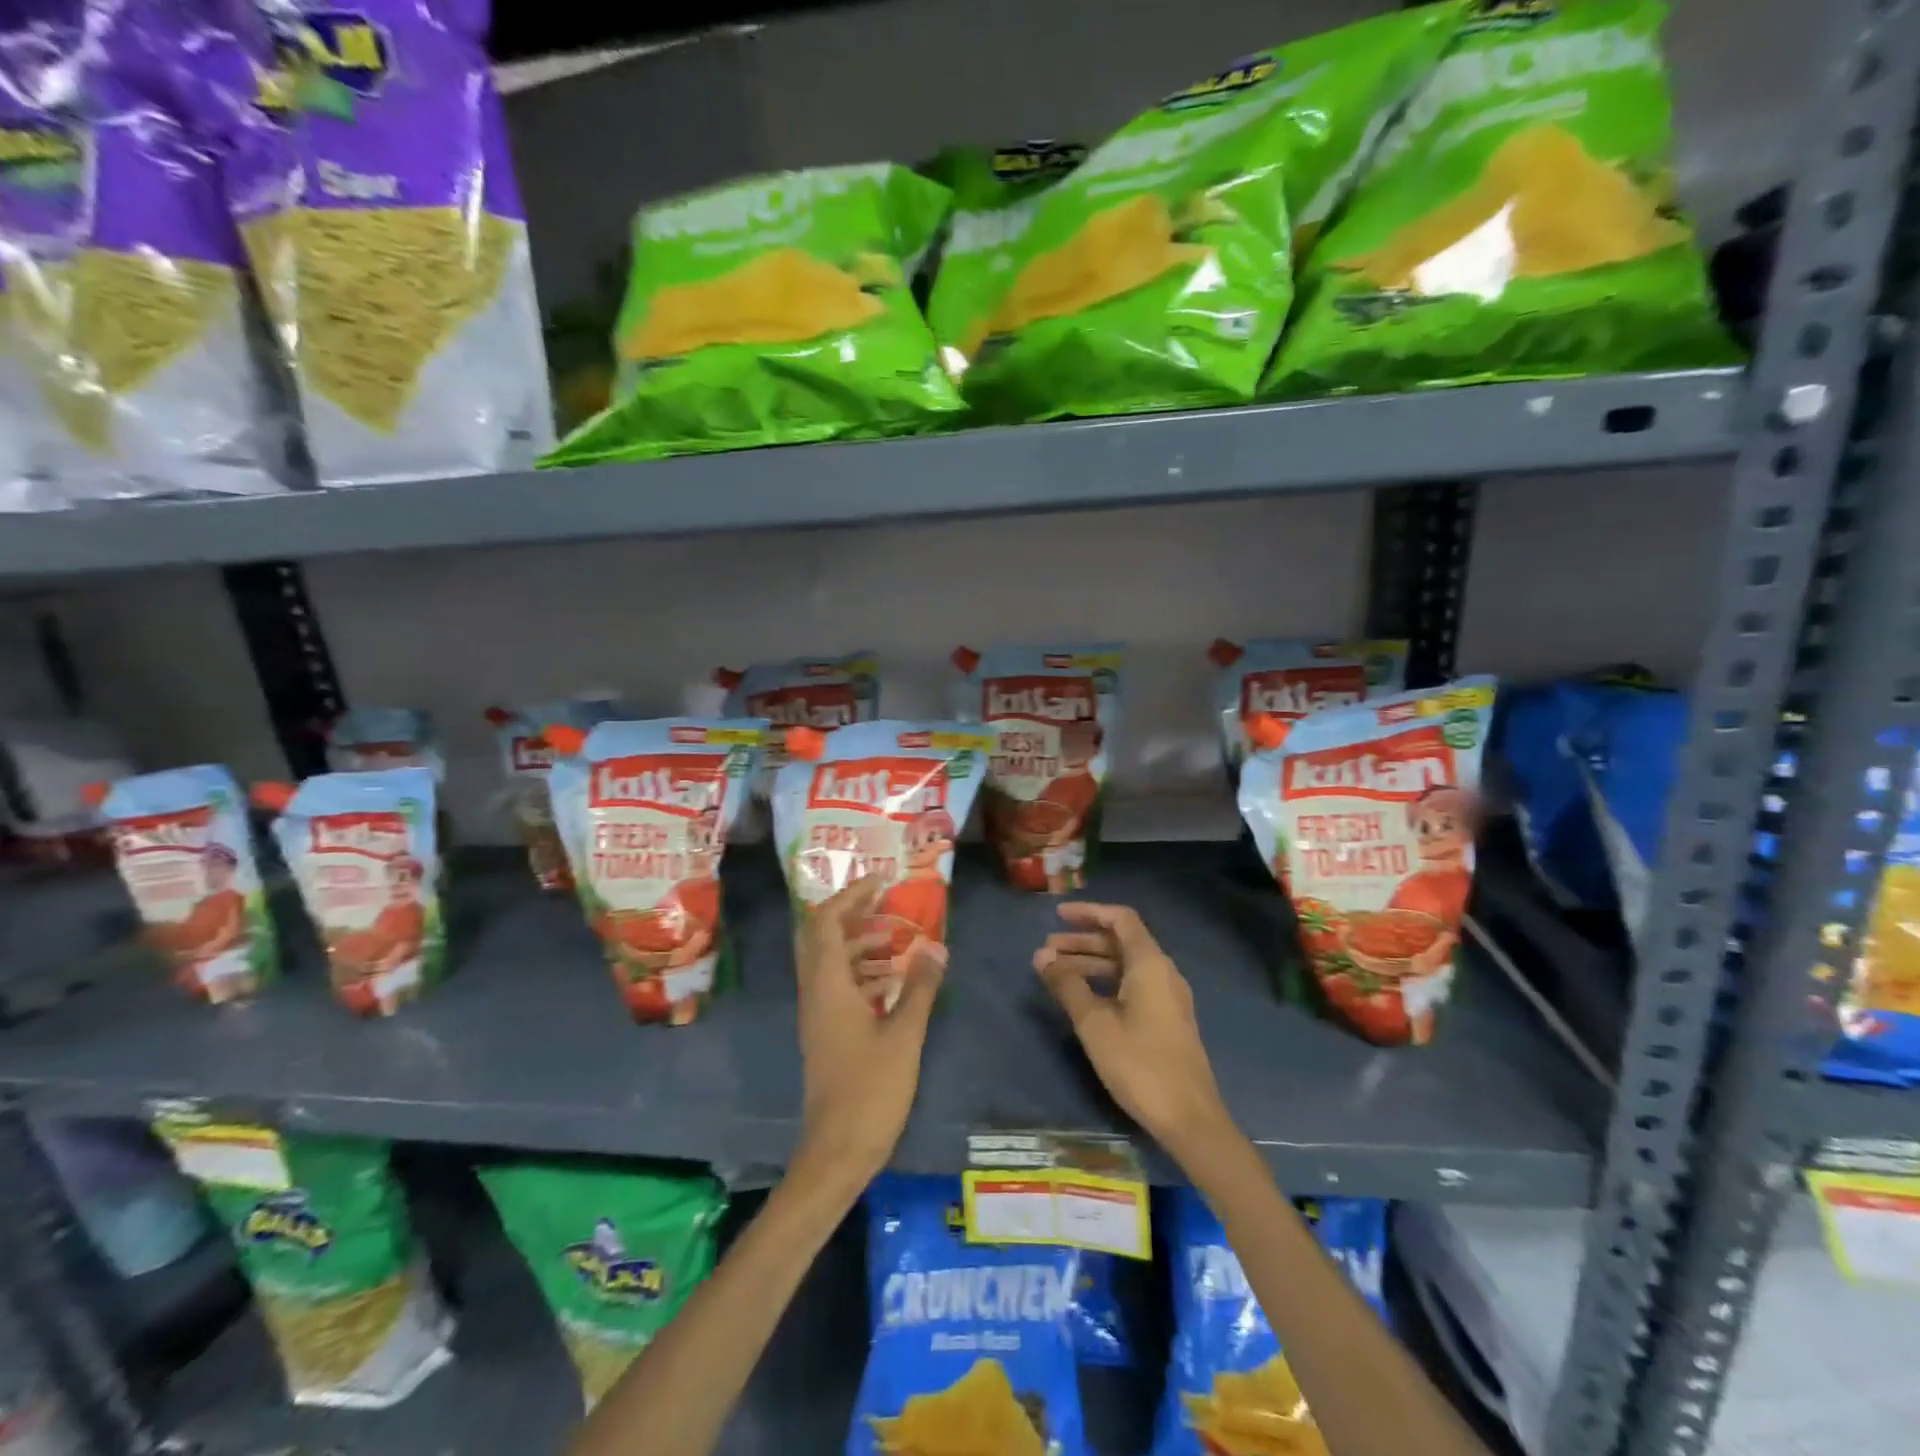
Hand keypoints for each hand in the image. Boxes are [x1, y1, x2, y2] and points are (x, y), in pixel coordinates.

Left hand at [793, 877, 945, 1186]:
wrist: (837, 1151)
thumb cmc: (870, 1090)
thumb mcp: (904, 1035)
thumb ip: (920, 988)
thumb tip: (936, 946)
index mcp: (828, 986)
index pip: (827, 922)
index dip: (851, 896)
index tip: (882, 882)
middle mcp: (815, 992)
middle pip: (820, 936)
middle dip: (850, 913)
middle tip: (884, 902)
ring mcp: (818, 1014)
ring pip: (829, 961)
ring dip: (858, 942)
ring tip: (897, 937)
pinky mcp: (826, 1032)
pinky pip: (838, 985)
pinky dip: (861, 971)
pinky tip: (892, 979)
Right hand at [1034, 902, 1233, 1162]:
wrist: (1189, 1118)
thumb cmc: (1140, 1064)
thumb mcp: (1095, 1023)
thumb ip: (1068, 985)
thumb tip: (1042, 956)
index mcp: (1150, 964)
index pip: (1120, 919)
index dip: (1089, 912)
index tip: (1058, 915)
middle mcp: (1163, 972)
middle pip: (1121, 942)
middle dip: (1082, 941)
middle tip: (1047, 950)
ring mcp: (1168, 997)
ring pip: (1125, 966)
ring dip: (1091, 963)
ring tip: (1055, 973)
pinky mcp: (1167, 1019)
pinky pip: (1132, 985)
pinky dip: (1105, 982)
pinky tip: (1082, 997)